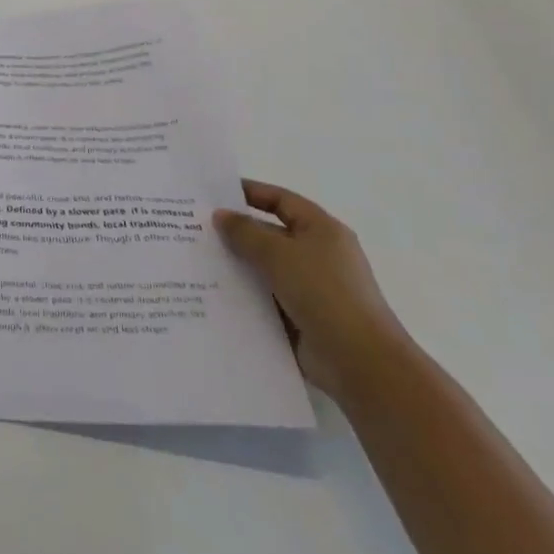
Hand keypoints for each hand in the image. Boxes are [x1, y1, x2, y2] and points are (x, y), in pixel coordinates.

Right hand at [214, 180, 411, 399]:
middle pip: (269, 234)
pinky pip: (265, 297)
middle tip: (193, 227)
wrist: (360, 362)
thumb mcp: (279, 254)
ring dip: (235, 266)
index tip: (212, 193)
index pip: (281, 200)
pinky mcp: (301, 317)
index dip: (249, 192)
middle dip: (235, 232)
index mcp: (321, 230)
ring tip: (194, 260)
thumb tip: (220, 215)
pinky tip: (211, 294)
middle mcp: (317, 255)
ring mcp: (310, 288)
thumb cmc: (323, 293)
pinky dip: (243, 295)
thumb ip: (245, 232)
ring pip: (264, 268)